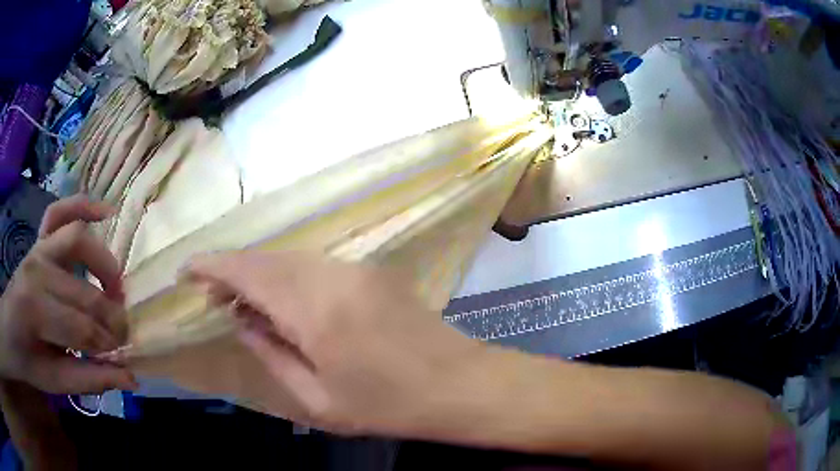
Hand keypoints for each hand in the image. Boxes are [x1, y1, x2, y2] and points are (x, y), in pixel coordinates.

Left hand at [0, 195, 136, 393]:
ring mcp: (37, 248)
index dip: (106, 346)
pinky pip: (60, 211)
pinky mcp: (39, 240)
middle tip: (122, 335)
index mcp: (33, 309)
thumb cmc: (27, 359)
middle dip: (110, 317)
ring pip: (78, 238)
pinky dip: (83, 206)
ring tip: (116, 287)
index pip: (80, 327)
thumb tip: (130, 378)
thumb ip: (89, 379)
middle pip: (83, 290)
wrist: (8, 330)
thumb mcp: (54, 381)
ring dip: (104, 262)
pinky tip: (104, 213)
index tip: (120, 359)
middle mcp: (36, 269)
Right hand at [188, 251, 485, 434]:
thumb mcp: (317, 399)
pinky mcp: (372, 271)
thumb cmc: (387, 404)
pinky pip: (315, 265)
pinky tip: (284, 300)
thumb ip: (271, 354)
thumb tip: (240, 321)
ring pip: (290, 259)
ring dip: (261, 273)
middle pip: (267, 259)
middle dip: (233, 270)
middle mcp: (332, 275)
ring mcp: (356, 268)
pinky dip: (289, 276)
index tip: (187, 271)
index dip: (213, 265)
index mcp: (314, 310)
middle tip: (213, 295)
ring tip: (244, 301)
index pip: (248, 272)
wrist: (457, 383)